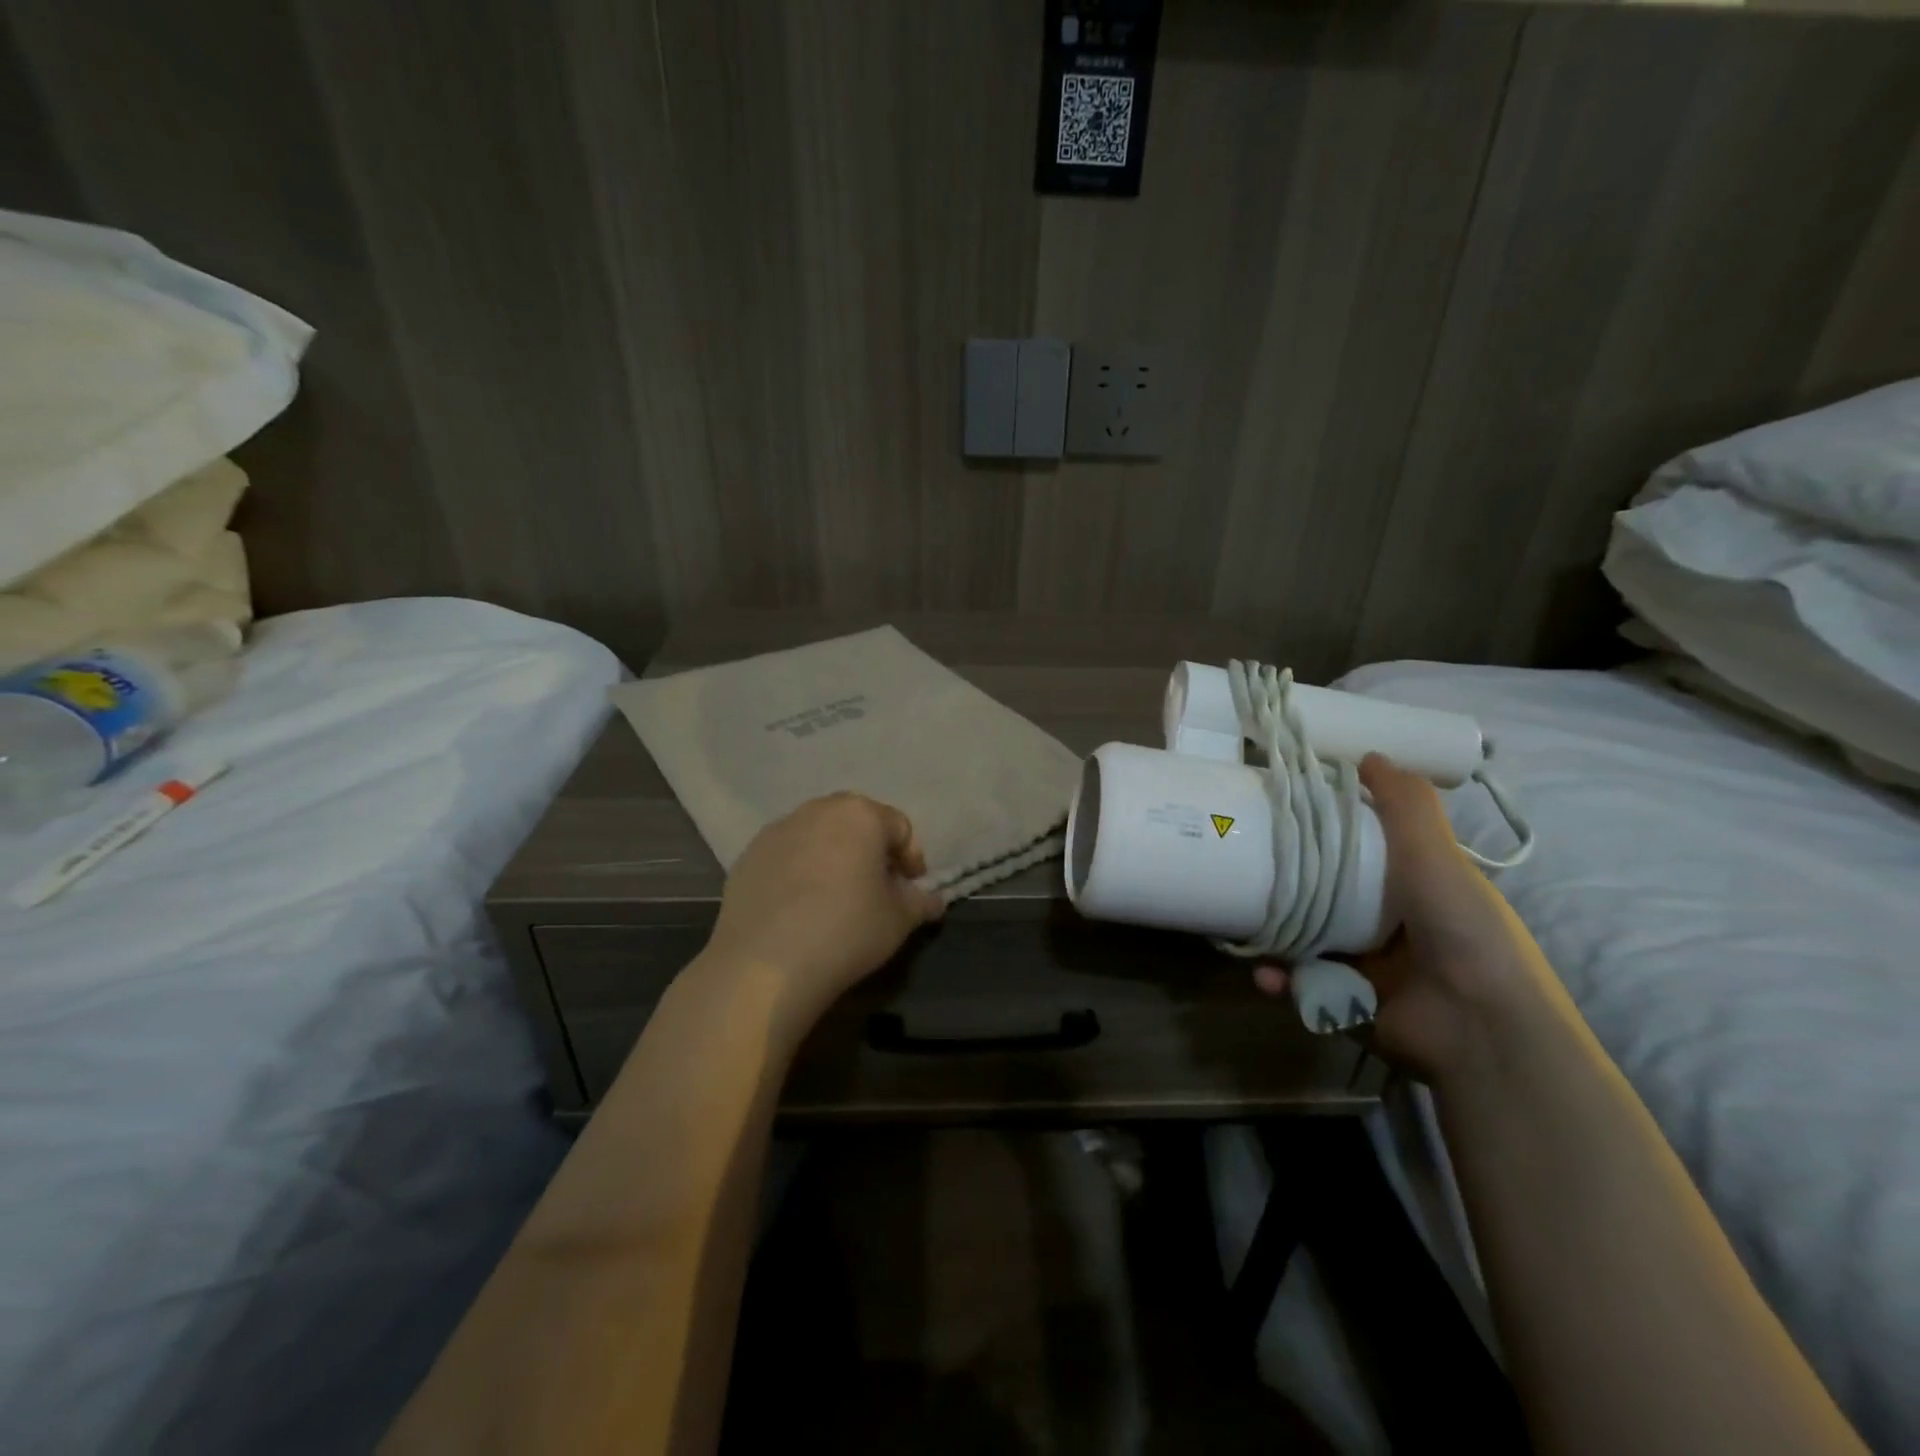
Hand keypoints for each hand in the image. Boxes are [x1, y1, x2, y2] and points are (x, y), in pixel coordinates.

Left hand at [704, 793, 943, 1023]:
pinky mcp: (748, 855)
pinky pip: (787, 855)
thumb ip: (920, 902)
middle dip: (871, 851)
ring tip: (835, 898)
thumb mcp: (899, 920)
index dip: (911, 859)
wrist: (765, 965)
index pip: (899, 827)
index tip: (910, 889)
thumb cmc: (846, 931)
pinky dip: (799, 871)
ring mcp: (778, 830)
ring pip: (819, 836)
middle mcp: (818, 810)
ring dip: (833, 857)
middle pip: (856, 823)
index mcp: (860, 814)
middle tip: (875, 889)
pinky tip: (799, 907)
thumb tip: (932, 900)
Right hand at [1254, 754, 1563, 1081]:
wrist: (1480, 1028)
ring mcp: (1369, 965)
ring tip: (1245, 923)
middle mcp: (1392, 922)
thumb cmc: (1461, 929)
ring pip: (1309, 938)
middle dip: (1290, 884)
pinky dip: (1283, 980)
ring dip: (1278, 934)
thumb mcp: (1436, 856)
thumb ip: (1406, 805)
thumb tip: (1368, 755)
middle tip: (1248, 865)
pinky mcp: (1349, 1002)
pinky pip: (1305, 985)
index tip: (1287, 810)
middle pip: (1329, 891)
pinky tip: (1267, 974)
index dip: (1328, 828)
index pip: (1363, 848)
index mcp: (1416, 886)